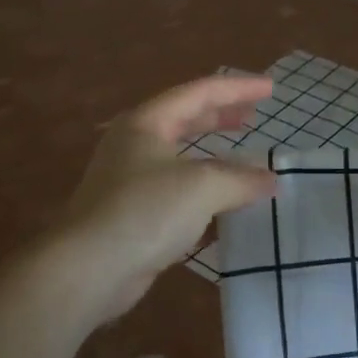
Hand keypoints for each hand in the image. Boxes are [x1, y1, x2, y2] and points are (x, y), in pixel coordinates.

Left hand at [51, 75, 277, 322]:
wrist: (87, 269)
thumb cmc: (144, 211)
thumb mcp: (202, 187)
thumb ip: (240, 178)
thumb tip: (269, 179)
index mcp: (147, 122)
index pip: (200, 92)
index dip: (238, 88)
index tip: (271, 89)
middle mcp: (135, 143)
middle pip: (185, 118)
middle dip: (221, 115)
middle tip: (253, 115)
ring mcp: (130, 179)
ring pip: (180, 155)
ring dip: (213, 152)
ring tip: (242, 153)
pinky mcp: (132, 212)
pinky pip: (176, 188)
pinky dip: (203, 186)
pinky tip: (222, 200)